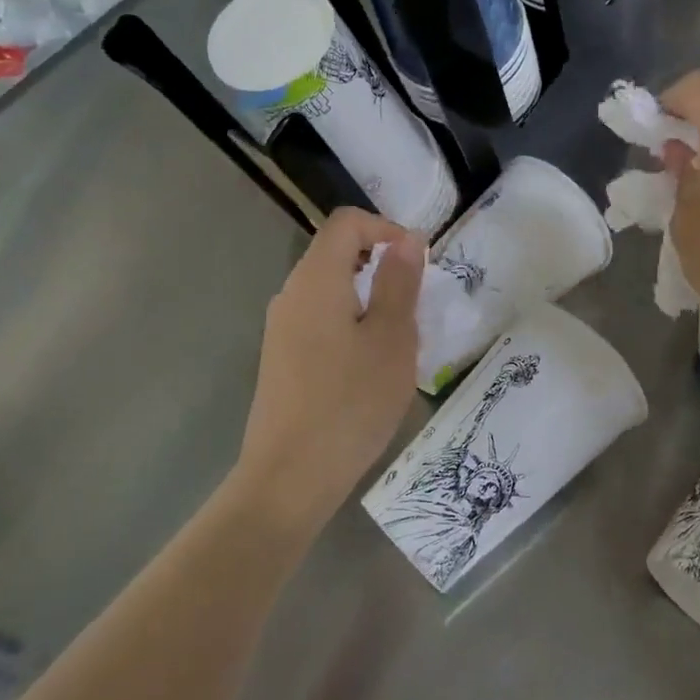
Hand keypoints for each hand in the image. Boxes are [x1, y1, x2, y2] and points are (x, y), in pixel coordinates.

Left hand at [234, 209, 424, 534]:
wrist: (289, 477)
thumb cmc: (350, 403)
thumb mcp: (391, 339)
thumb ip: (399, 282)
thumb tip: (406, 238)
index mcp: (316, 280)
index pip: (346, 223)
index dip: (386, 228)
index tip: (419, 263)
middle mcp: (291, 294)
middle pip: (335, 252)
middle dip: (380, 264)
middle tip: (414, 304)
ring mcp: (281, 328)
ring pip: (329, 288)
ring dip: (368, 297)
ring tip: (397, 339)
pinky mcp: (281, 357)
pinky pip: (320, 319)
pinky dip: (350, 322)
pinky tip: (368, 365)